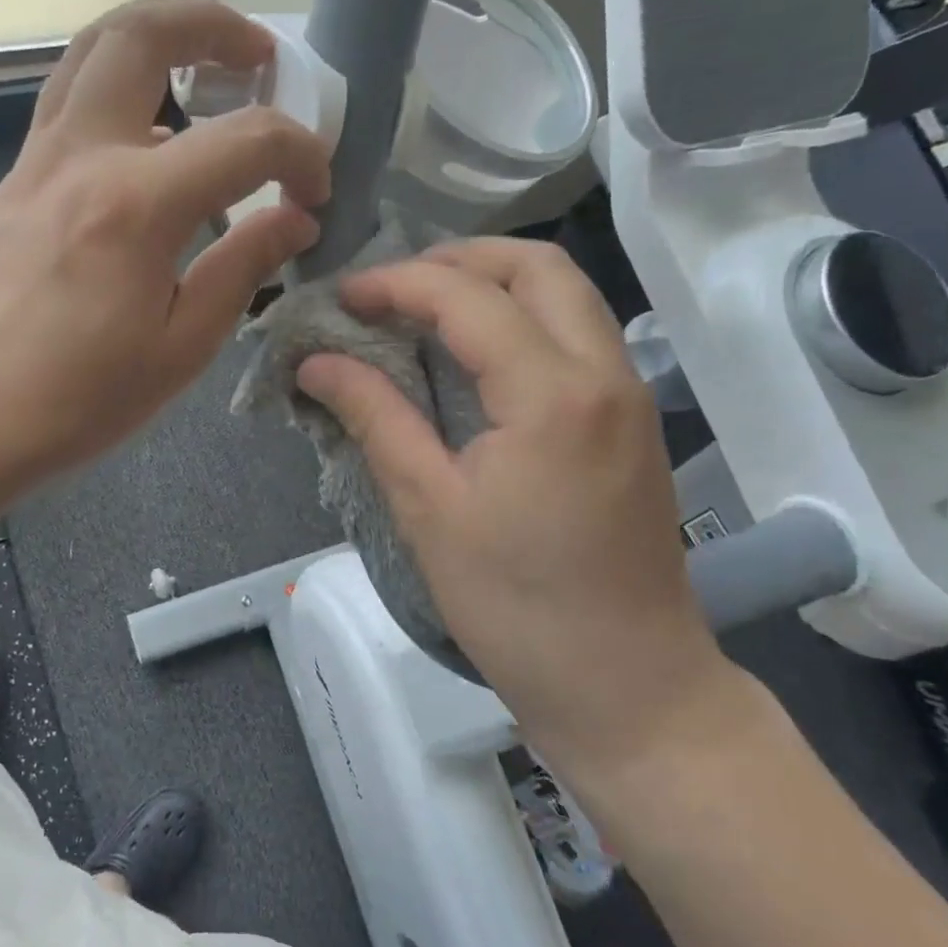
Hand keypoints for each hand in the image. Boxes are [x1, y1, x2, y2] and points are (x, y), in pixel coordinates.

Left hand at [0, 0, 330, 496]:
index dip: (299, 155)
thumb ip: (242, 268)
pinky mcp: (17, 178)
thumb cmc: (76, 400)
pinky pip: (72, 96)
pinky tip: (154, 134)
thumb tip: (293, 220)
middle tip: (260, 56)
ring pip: (94, 48)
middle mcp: (83, 156)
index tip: (315, 194)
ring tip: (208, 66)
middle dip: (213, 24)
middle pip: (143, 34)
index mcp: (136, 206)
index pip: (245, 140)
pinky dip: (123, 84)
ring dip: (159, 35)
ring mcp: (39, 159)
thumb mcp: (181, 348)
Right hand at [296, 238, 732, 773]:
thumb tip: (316, 362)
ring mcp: (628, 393)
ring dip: (494, 284)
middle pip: (537, 266)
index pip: (466, 297)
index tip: (343, 298)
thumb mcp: (430, 509)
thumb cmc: (518, 608)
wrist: (629, 687)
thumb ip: (376, 417)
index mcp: (552, 393)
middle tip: (393, 290)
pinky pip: (577, 334)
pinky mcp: (631, 419)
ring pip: (566, 294)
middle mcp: (604, 372)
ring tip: (425, 311)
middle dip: (457, 259)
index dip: (396, 284)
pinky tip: (474, 355)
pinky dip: (522, 318)